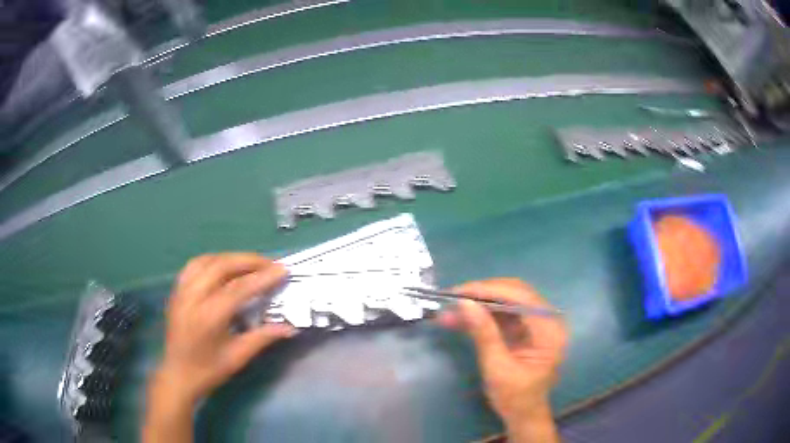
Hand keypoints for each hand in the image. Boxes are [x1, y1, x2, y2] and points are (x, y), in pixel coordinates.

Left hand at [155, 253, 295, 404]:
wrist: (178, 374)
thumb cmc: (209, 370)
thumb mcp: (238, 357)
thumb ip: (263, 337)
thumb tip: (290, 327)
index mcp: (209, 316)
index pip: (239, 288)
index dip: (262, 277)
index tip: (282, 270)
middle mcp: (193, 297)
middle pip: (222, 266)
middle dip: (248, 260)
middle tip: (269, 264)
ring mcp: (182, 291)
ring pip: (207, 260)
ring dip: (231, 258)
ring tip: (249, 263)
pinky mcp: (176, 290)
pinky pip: (194, 265)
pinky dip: (212, 261)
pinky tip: (223, 267)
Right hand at [437, 279, 566, 442]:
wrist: (523, 415)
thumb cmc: (515, 398)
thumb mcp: (497, 369)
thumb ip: (484, 334)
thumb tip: (464, 303)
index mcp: (550, 330)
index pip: (522, 297)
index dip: (491, 290)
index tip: (460, 291)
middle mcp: (548, 320)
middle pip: (515, 293)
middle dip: (483, 294)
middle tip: (453, 298)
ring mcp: (537, 324)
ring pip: (506, 301)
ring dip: (479, 305)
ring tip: (450, 311)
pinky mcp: (525, 329)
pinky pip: (502, 314)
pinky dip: (482, 316)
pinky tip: (459, 320)